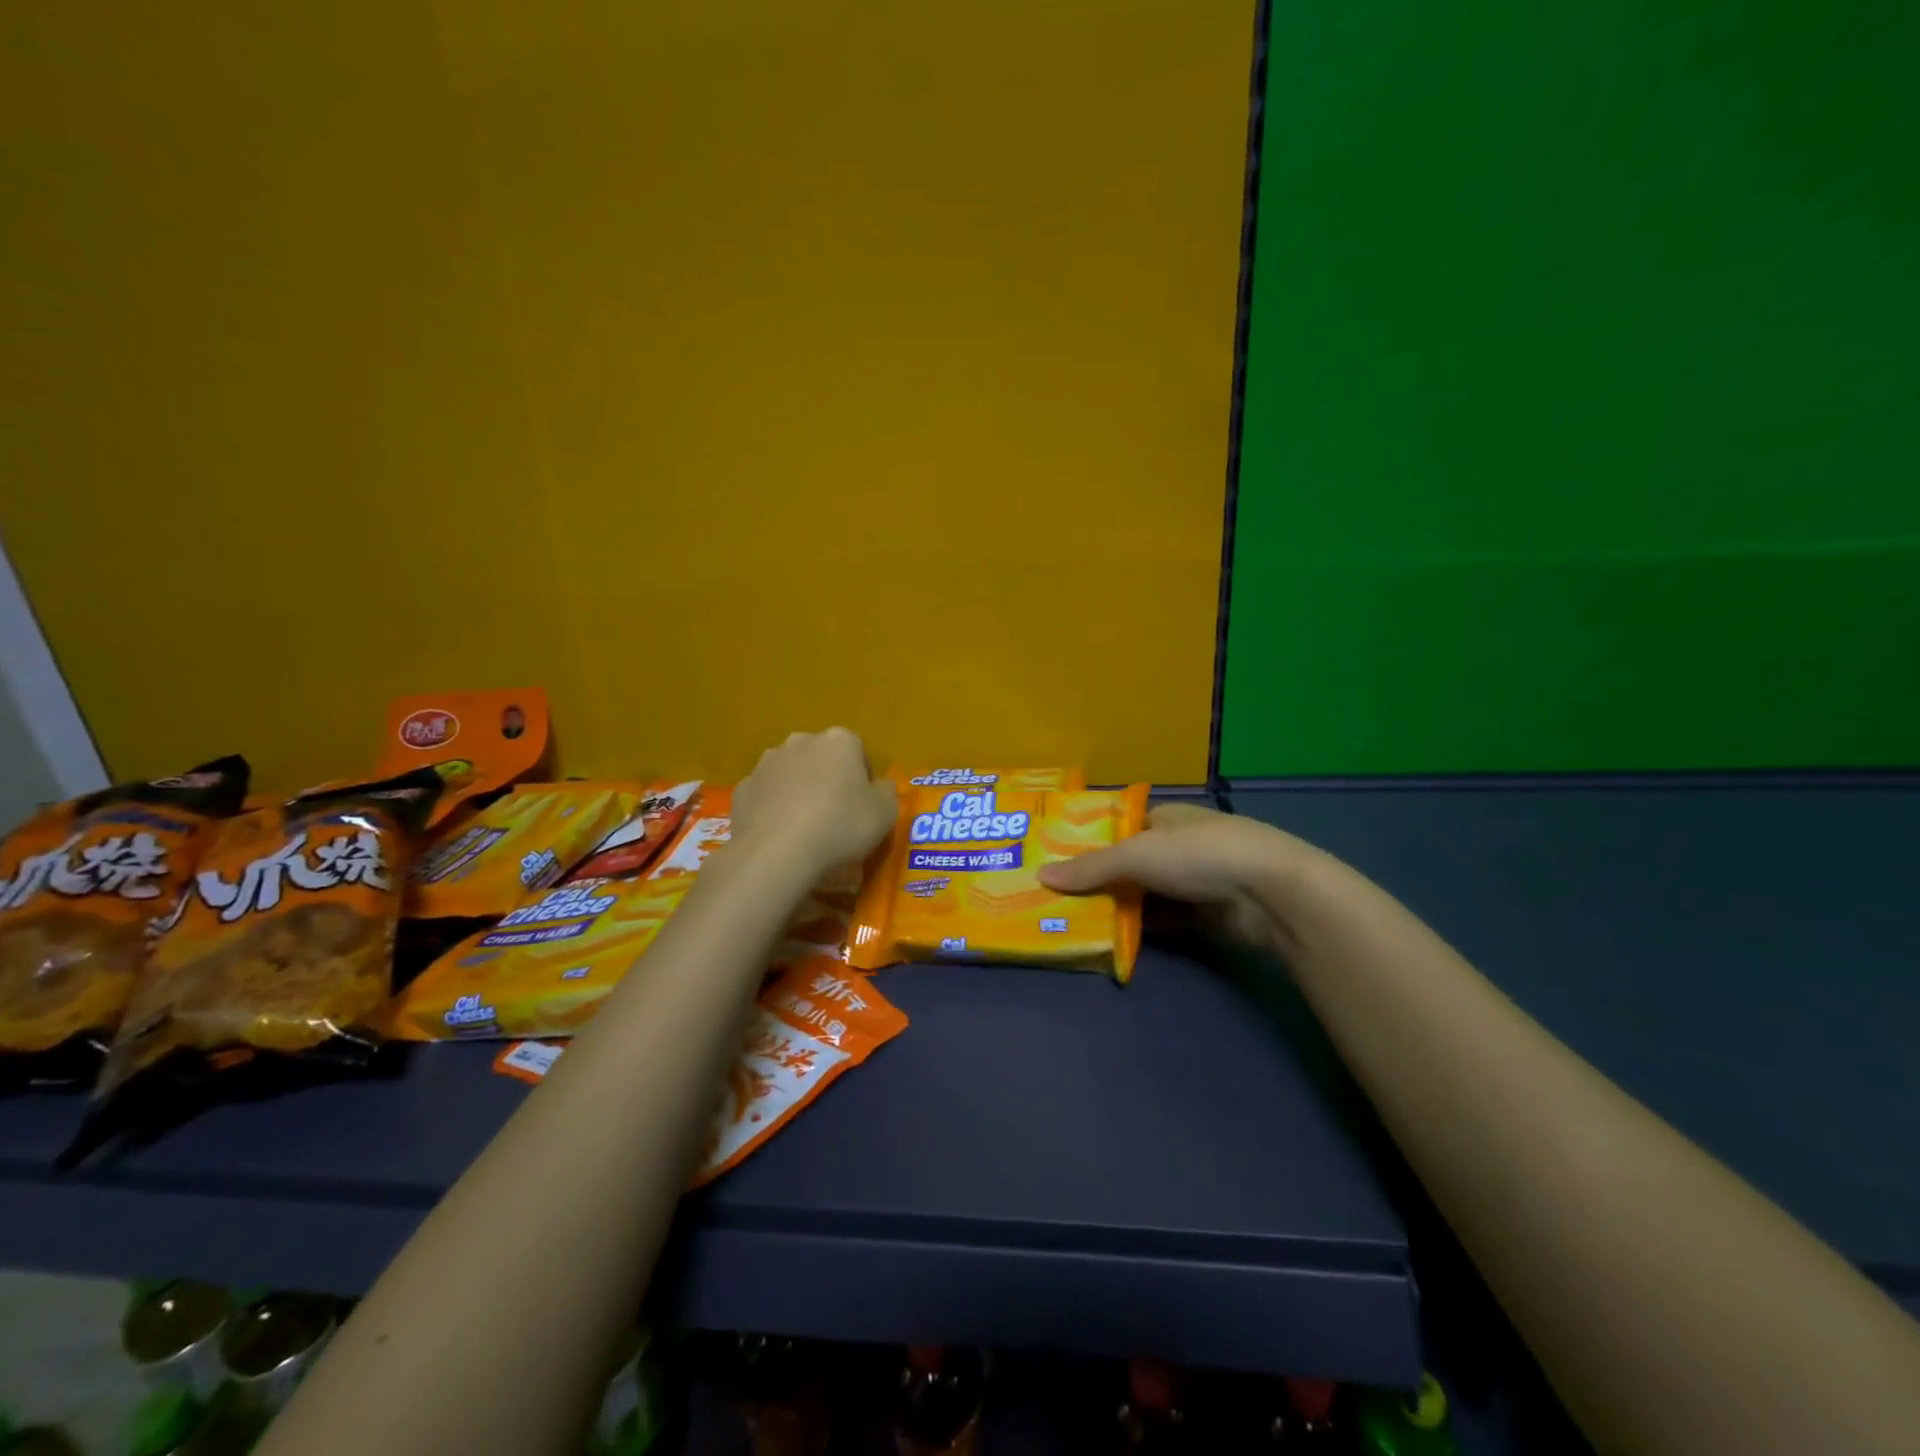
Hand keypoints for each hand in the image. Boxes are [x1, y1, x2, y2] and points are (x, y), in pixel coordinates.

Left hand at [730, 728, 897, 876]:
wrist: (776, 854)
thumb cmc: (840, 826)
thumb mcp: (885, 813)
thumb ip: (886, 792)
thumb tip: (880, 786)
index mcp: (839, 741)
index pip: (858, 751)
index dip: (863, 779)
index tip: (864, 807)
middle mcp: (801, 741)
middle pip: (822, 758)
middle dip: (828, 779)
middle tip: (836, 816)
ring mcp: (766, 763)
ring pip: (791, 774)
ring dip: (799, 791)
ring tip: (806, 828)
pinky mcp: (742, 789)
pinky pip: (766, 796)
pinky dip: (773, 809)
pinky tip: (780, 835)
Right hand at [1038, 802, 1319, 951]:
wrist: (1270, 893)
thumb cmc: (1199, 855)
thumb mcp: (1137, 855)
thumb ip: (1091, 868)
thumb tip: (1042, 877)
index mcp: (1164, 818)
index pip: (1118, 829)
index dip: (1087, 844)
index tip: (1054, 863)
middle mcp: (1178, 846)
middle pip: (1128, 865)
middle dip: (1098, 881)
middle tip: (1057, 900)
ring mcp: (1194, 881)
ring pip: (1144, 895)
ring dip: (1117, 908)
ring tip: (1074, 922)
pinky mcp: (1205, 915)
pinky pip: (1163, 921)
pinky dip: (1141, 928)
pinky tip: (1112, 940)